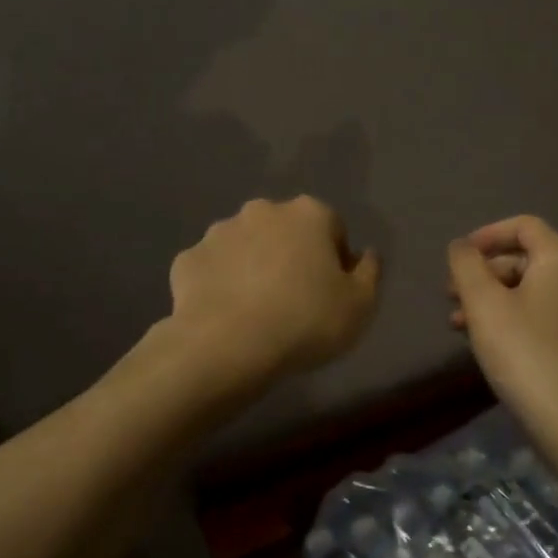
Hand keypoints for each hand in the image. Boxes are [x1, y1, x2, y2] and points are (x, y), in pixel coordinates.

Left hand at [167, 196, 380, 383]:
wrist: (227, 346)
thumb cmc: (306, 321)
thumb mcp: (360, 305)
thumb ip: (369, 274)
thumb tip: (367, 255)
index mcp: (308, 214)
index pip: (332, 227)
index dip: (336, 259)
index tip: (333, 291)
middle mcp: (261, 211)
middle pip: (285, 231)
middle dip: (291, 255)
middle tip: (295, 299)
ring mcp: (218, 232)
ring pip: (245, 246)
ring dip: (253, 266)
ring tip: (257, 310)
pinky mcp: (187, 259)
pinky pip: (212, 269)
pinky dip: (219, 285)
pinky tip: (226, 315)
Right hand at [447, 215, 557, 434]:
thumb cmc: (523, 349)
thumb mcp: (483, 302)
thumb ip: (466, 265)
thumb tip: (460, 246)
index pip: (523, 226)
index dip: (487, 235)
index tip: (458, 257)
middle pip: (522, 258)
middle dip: (482, 272)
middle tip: (450, 294)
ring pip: (525, 289)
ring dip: (488, 298)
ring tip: (456, 323)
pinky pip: (535, 314)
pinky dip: (506, 317)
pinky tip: (481, 340)